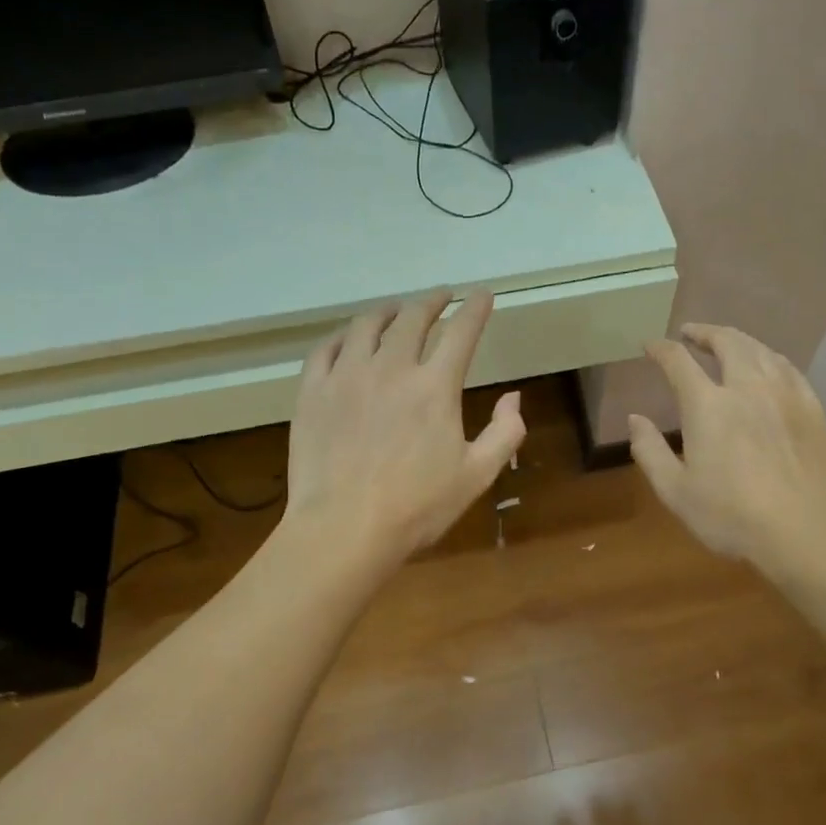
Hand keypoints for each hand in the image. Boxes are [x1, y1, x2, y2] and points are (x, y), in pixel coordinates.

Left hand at [284, 290, 525, 572]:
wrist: (343, 529)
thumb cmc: (416, 507)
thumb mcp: (477, 476)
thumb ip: (504, 433)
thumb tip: (513, 397)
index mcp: (435, 387)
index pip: (461, 332)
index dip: (475, 309)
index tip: (482, 295)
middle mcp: (391, 368)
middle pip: (413, 318)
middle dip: (432, 301)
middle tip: (441, 296)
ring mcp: (346, 376)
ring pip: (367, 325)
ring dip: (388, 311)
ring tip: (396, 309)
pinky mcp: (312, 391)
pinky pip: (326, 348)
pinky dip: (343, 335)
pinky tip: (349, 338)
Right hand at [630, 323, 825, 574]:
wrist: (805, 532)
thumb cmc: (731, 516)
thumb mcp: (675, 491)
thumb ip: (650, 451)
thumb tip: (635, 419)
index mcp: (708, 405)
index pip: (678, 362)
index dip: (660, 349)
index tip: (649, 346)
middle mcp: (747, 387)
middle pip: (727, 342)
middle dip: (704, 332)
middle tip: (690, 333)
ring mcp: (785, 394)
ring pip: (760, 350)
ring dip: (738, 340)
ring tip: (727, 343)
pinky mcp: (813, 409)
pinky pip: (789, 369)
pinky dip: (770, 358)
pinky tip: (768, 366)